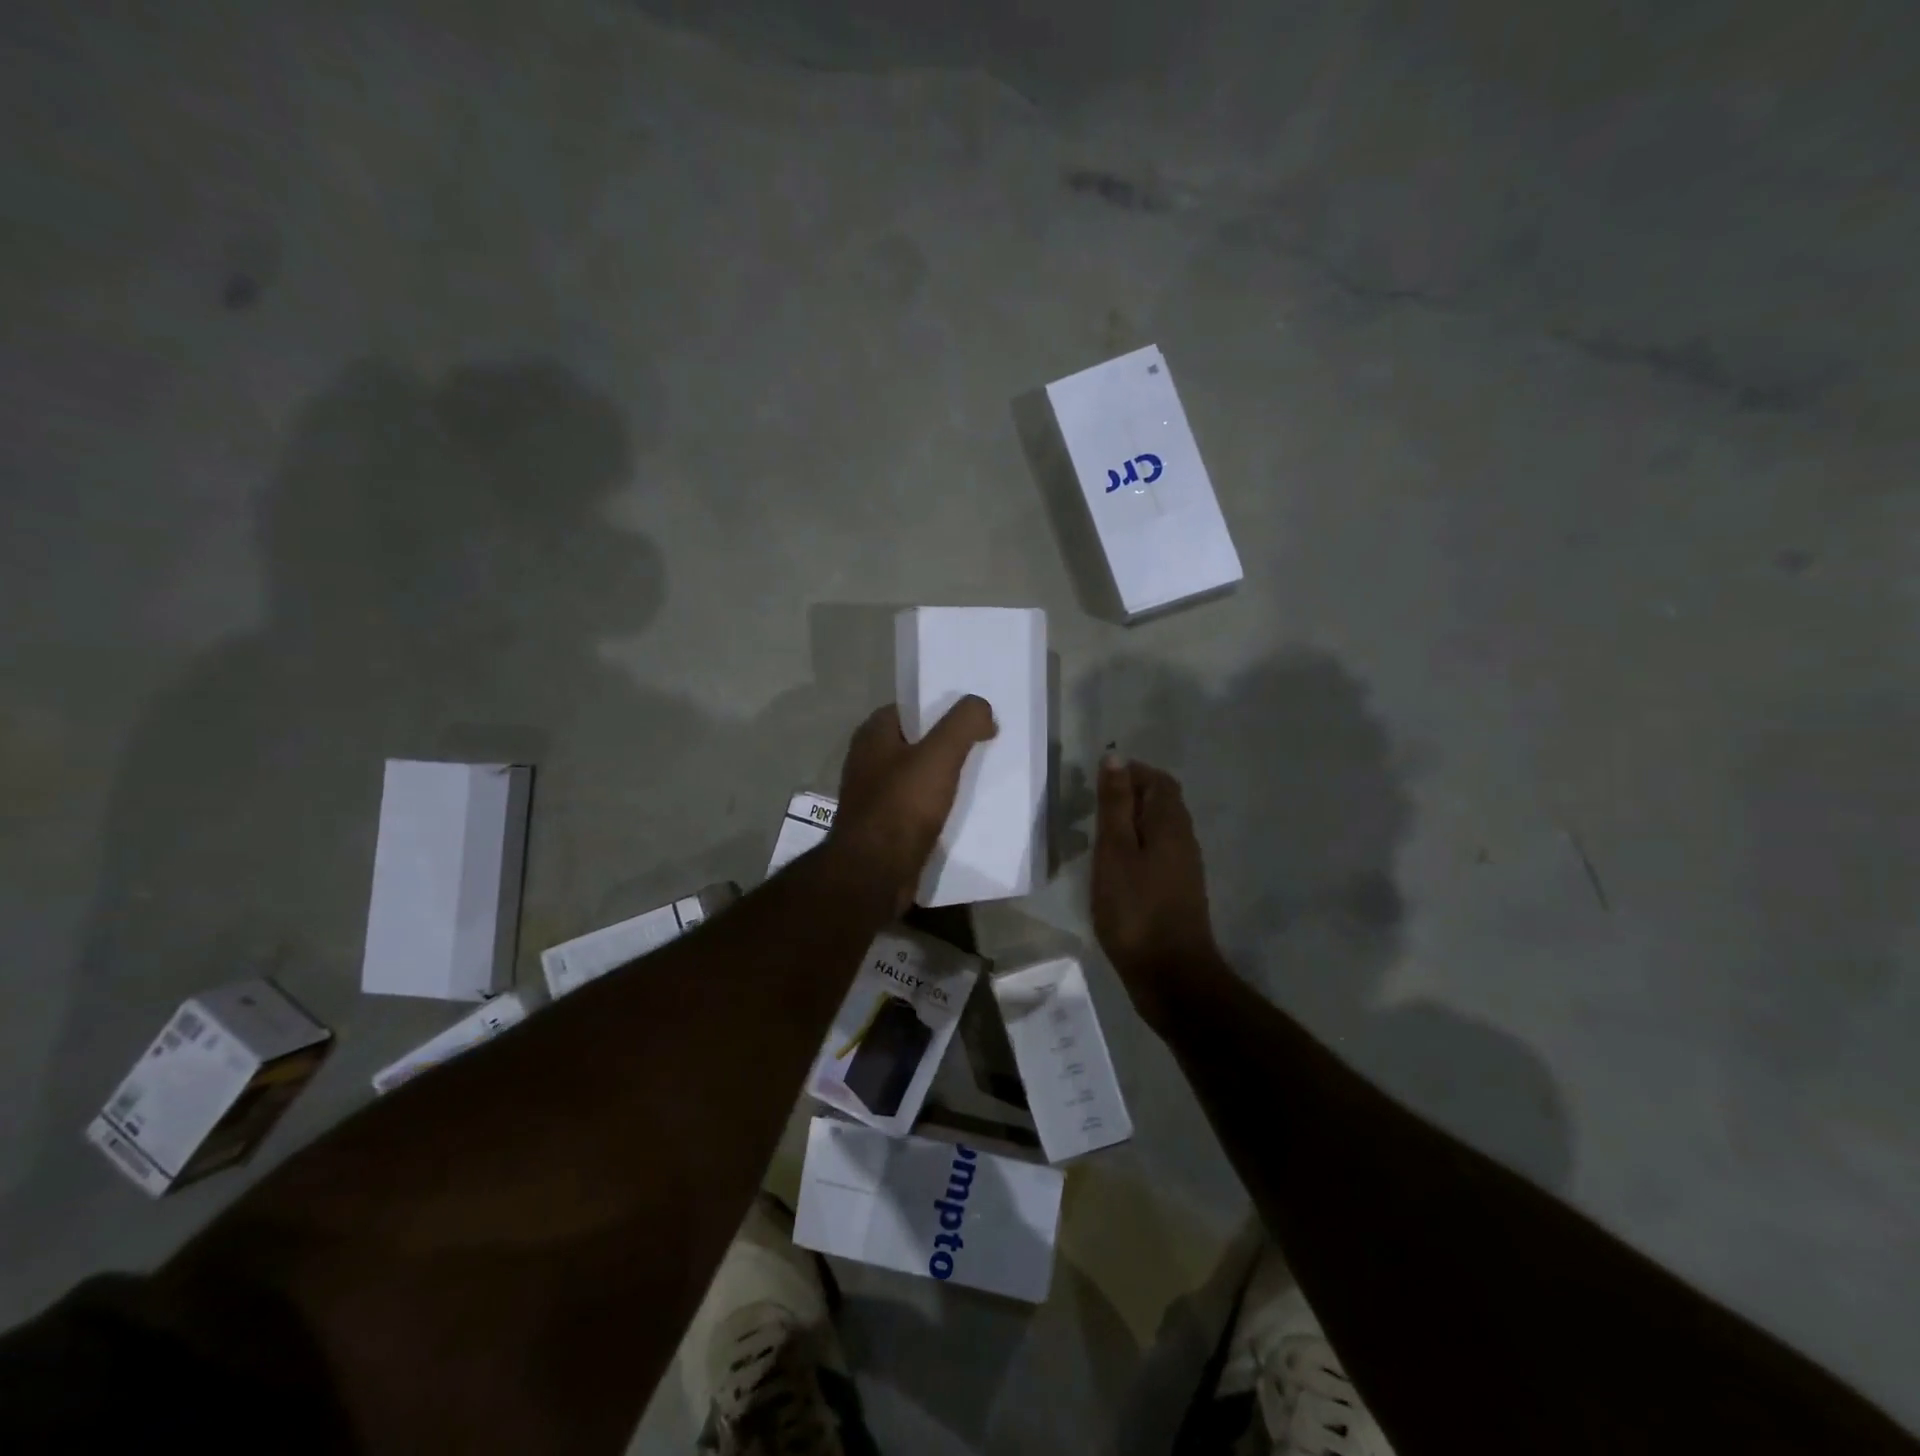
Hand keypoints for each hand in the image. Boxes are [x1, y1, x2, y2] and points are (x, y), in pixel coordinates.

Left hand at [833, 697, 997, 912]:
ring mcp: (874, 795)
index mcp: (872, 735)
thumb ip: (963, 722)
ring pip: (919, 776)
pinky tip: (963, 811)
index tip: (975, 717)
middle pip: (917, 742)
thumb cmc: (902, 805)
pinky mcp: (884, 826)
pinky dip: (938, 806)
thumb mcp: (939, 755)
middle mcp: (868, 760)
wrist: (874, 873)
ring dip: (946, 777)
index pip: (911, 708)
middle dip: (949, 743)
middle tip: (986, 746)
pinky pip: (917, 806)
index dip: (942, 708)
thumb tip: (981, 707)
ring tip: (981, 778)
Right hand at [1092, 754, 1221, 1027]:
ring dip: (1131, 823)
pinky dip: (1136, 848)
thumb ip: (1114, 804)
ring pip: (1159, 829)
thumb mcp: (1115, 851)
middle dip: (1129, 795)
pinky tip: (1113, 867)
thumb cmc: (1135, 909)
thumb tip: (1116, 758)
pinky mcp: (1178, 891)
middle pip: (1161, 802)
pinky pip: (1157, 853)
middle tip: (1092, 806)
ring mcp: (1184, 867)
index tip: (1095, 782)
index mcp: (1170, 824)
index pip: (1157, 780)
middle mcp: (1184, 839)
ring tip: (1097, 834)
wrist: (1171, 974)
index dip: (1130, 772)